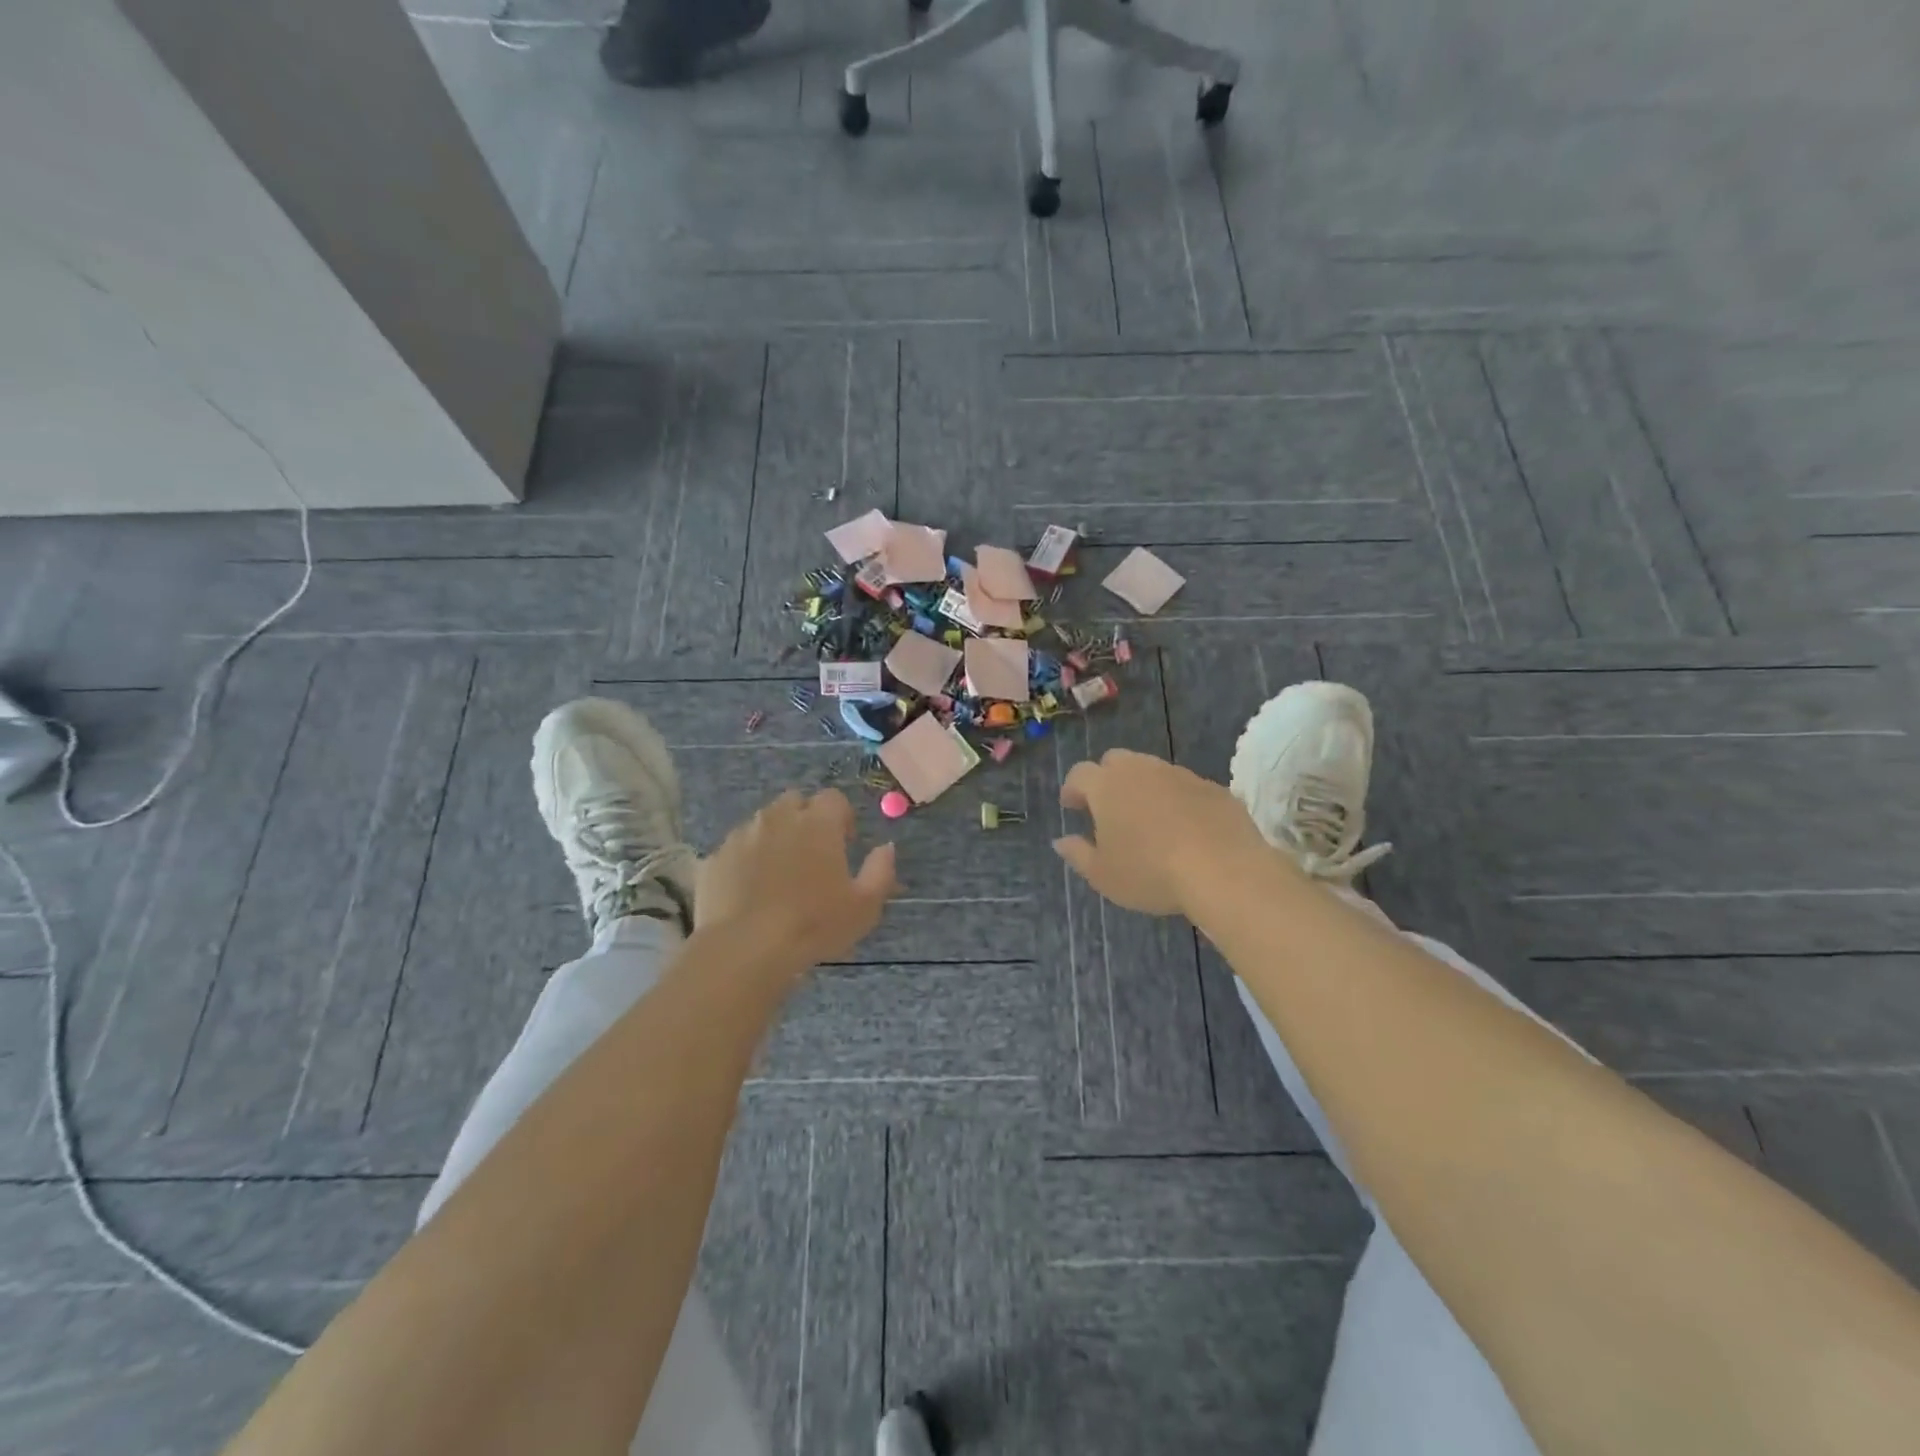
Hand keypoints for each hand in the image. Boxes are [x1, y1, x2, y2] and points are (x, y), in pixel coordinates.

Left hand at [697, 788, 898, 971]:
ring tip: (778, 873)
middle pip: (794, 801)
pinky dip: (745, 860)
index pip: (833, 798)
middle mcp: (779, 818)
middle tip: (811, 853)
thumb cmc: (814, 924)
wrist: (746, 948)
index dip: (841, 817)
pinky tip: (749, 891)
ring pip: (762, 822)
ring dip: (774, 836)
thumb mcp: (865, 905)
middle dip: (804, 818)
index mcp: (818, 823)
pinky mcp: (715, 857)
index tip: (844, 843)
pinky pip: (735, 848)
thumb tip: (886, 847)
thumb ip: (881, 870)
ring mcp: (742, 835)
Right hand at [1054, 749, 1274, 916]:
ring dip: (1143, 788)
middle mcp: (1141, 770)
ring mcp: (1180, 775)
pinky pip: (1185, 787)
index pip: (1080, 774)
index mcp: (1107, 786)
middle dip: (1107, 779)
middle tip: (1107, 809)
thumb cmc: (1150, 872)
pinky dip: (1176, 800)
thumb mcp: (1103, 875)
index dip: (1072, 789)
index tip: (1071, 807)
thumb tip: (1060, 841)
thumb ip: (1077, 854)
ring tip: (1147, 820)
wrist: (1224, 870)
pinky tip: (1183, 828)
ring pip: (1152, 771)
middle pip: (1115, 761)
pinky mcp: (1213, 787)